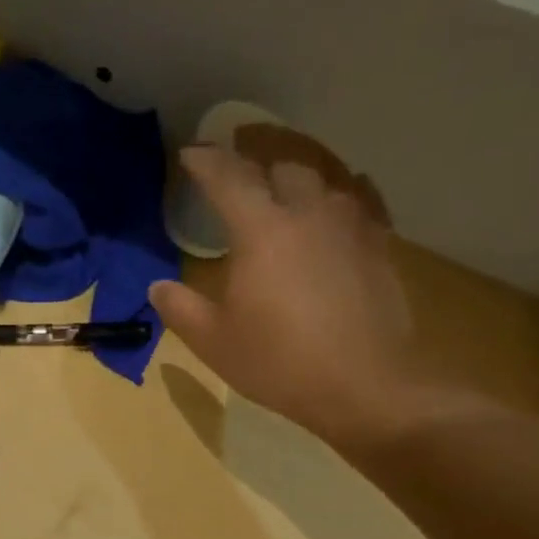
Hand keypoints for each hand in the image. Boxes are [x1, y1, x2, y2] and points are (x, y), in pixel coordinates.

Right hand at [150, 147, 476, 453]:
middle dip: (255, 170)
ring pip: (324, 182)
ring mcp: (351, 226)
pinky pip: (358, 204)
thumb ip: (180, 308)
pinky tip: (332, 218)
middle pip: (282, 169)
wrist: (363, 384)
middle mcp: (308, 214)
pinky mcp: (380, 246)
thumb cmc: (278, 362)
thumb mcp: (213, 341)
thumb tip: (158, 287)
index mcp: (262, 231)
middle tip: (237, 184)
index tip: (190, 154)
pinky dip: (335, 203)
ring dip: (297, 185)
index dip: (206, 162)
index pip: (229, 179)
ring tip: (284, 200)